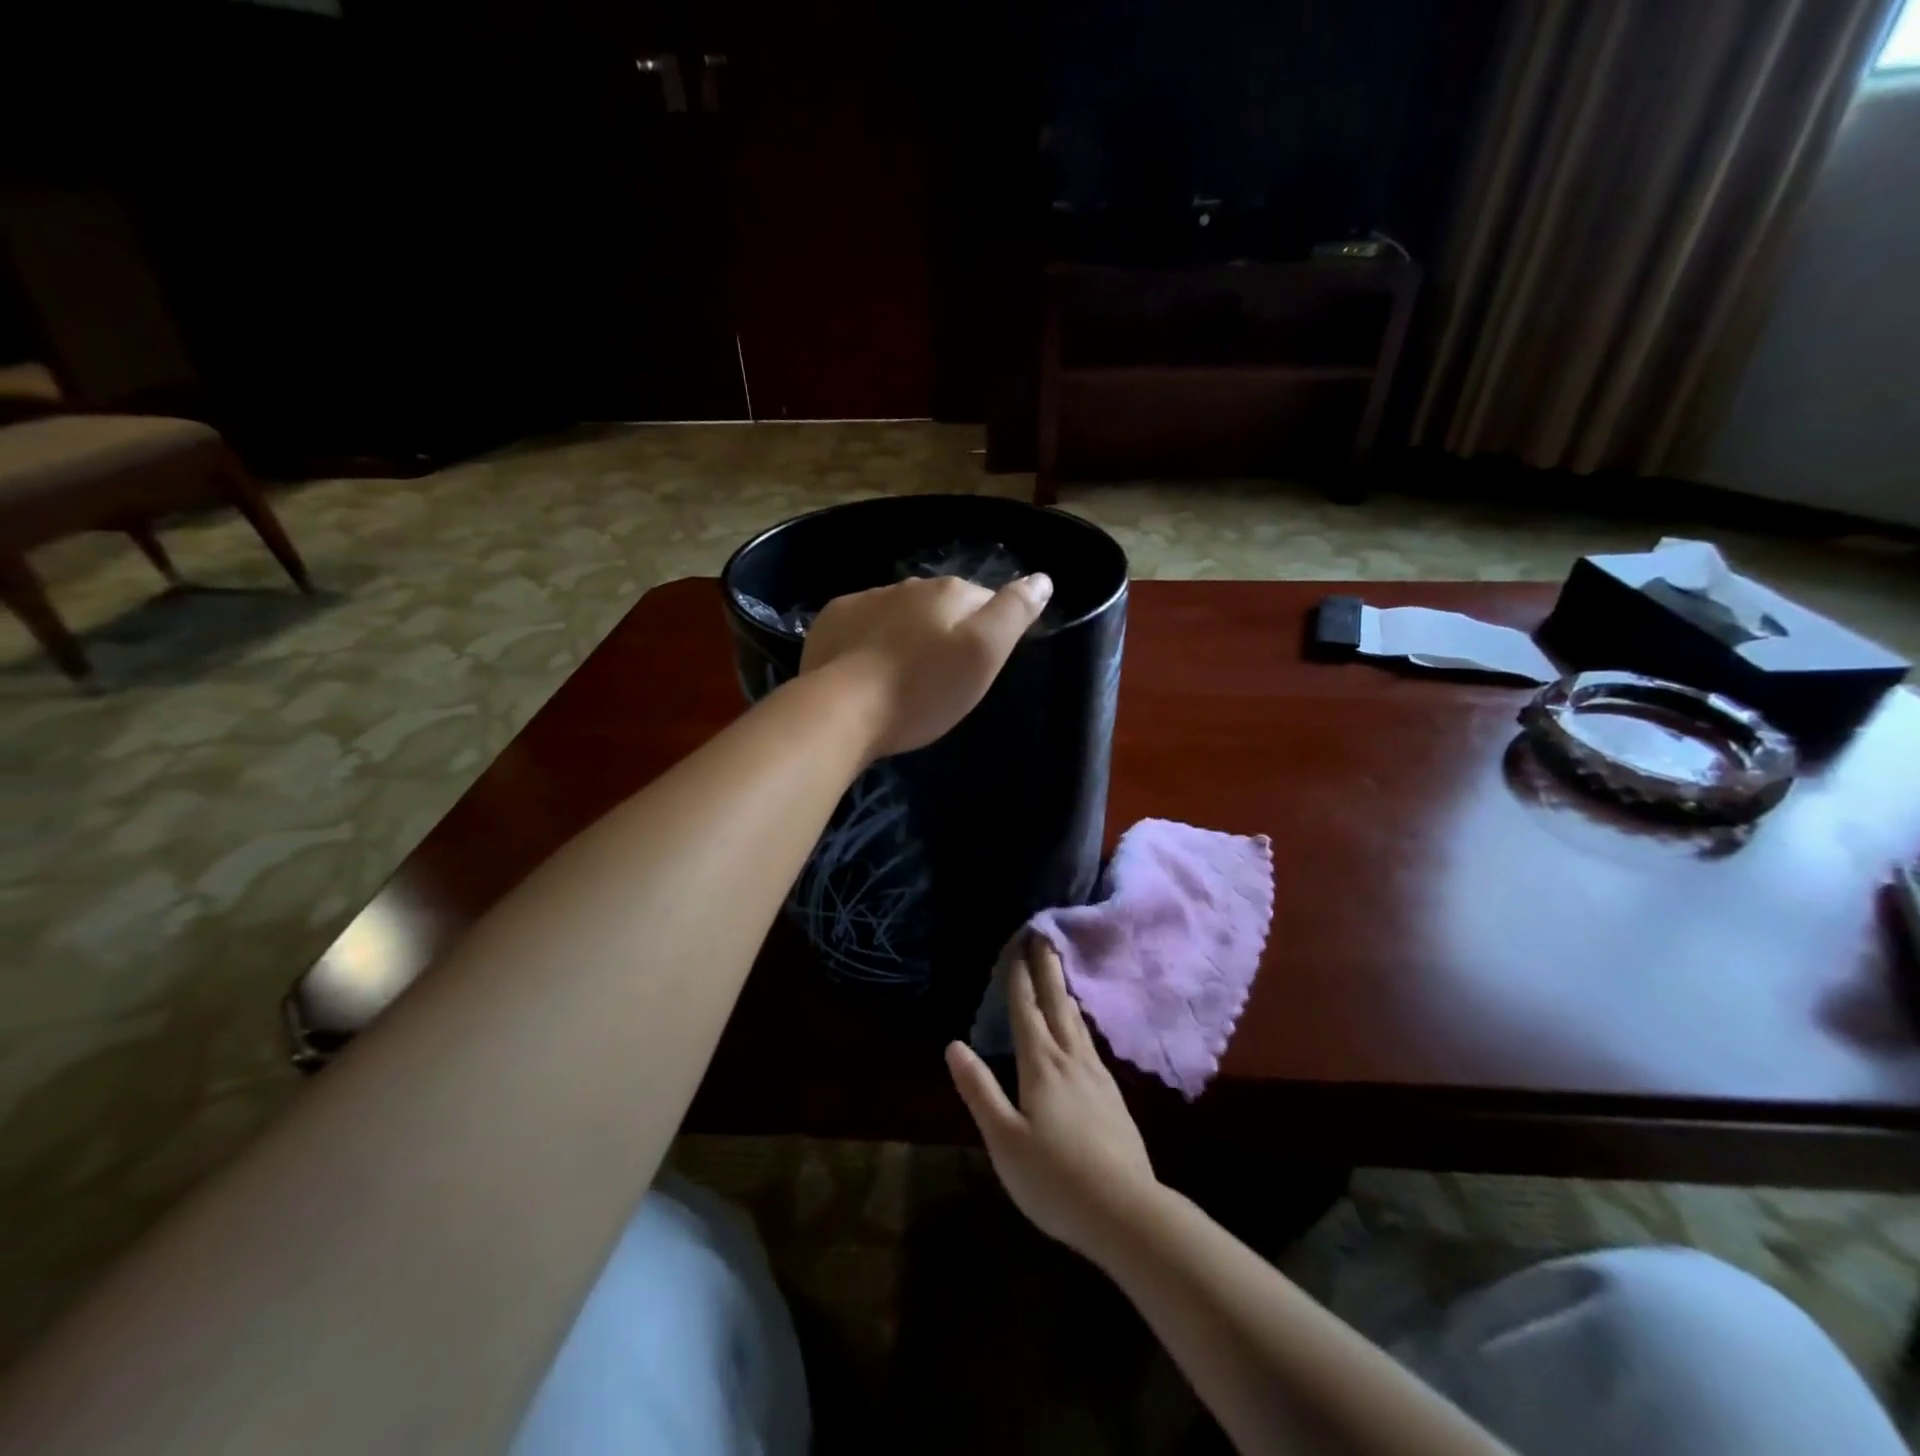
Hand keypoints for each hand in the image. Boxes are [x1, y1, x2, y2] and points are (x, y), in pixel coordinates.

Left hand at [799, 572, 1052, 760]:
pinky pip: (863, 624)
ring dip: (908, 636)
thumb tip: (1041, 579)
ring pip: (901, 613)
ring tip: (903, 678)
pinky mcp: (832, 620)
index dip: (987, 634)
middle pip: (941, 606)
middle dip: (946, 633)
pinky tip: (867, 671)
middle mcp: (908, 585)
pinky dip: (870, 640)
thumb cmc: (922, 688)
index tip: (978, 668)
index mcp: (949, 592)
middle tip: (942, 679)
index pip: (985, 601)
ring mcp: (866, 600)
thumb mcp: (983, 655)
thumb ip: (1014, 613)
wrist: (841, 710)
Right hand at [946, 937, 1160, 1267]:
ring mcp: (1097, 1076)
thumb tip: (954, 1045)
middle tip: (1042, 936)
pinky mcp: (1113, 1095)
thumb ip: (979, 1090)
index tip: (1017, 944)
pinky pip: (1090, 1042)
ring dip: (1064, 991)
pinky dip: (1080, 1021)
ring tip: (1059, 972)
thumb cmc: (1054, 1178)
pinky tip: (1081, 1030)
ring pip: (1077, 1022)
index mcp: (1041, 1066)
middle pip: (1056, 1004)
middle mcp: (1071, 1060)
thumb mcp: (1004, 1139)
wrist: (1125, 1210)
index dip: (1019, 977)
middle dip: (1047, 969)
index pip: (1026, 1011)